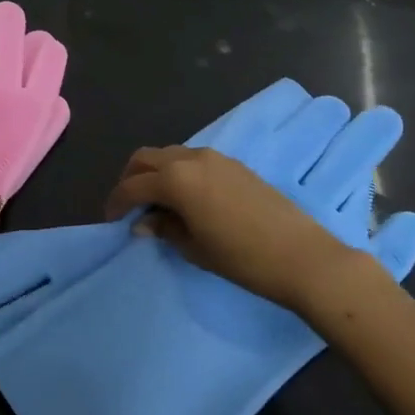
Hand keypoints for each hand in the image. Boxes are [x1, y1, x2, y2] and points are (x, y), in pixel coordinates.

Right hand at [104, 145, 352, 305]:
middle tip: (129, 207)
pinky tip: (185, 198)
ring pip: (170, 155)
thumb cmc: (242, 258)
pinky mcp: (233, 164)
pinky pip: (192, 159)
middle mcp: (190, 158)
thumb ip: (164, 229)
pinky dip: (178, 172)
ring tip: (157, 203)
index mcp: (175, 179)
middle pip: (146, 158)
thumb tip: (144, 223)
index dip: (117, 202)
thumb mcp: (194, 248)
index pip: (133, 186)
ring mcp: (215, 158)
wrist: (303, 257)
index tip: (111, 221)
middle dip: (131, 179)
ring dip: (155, 173)